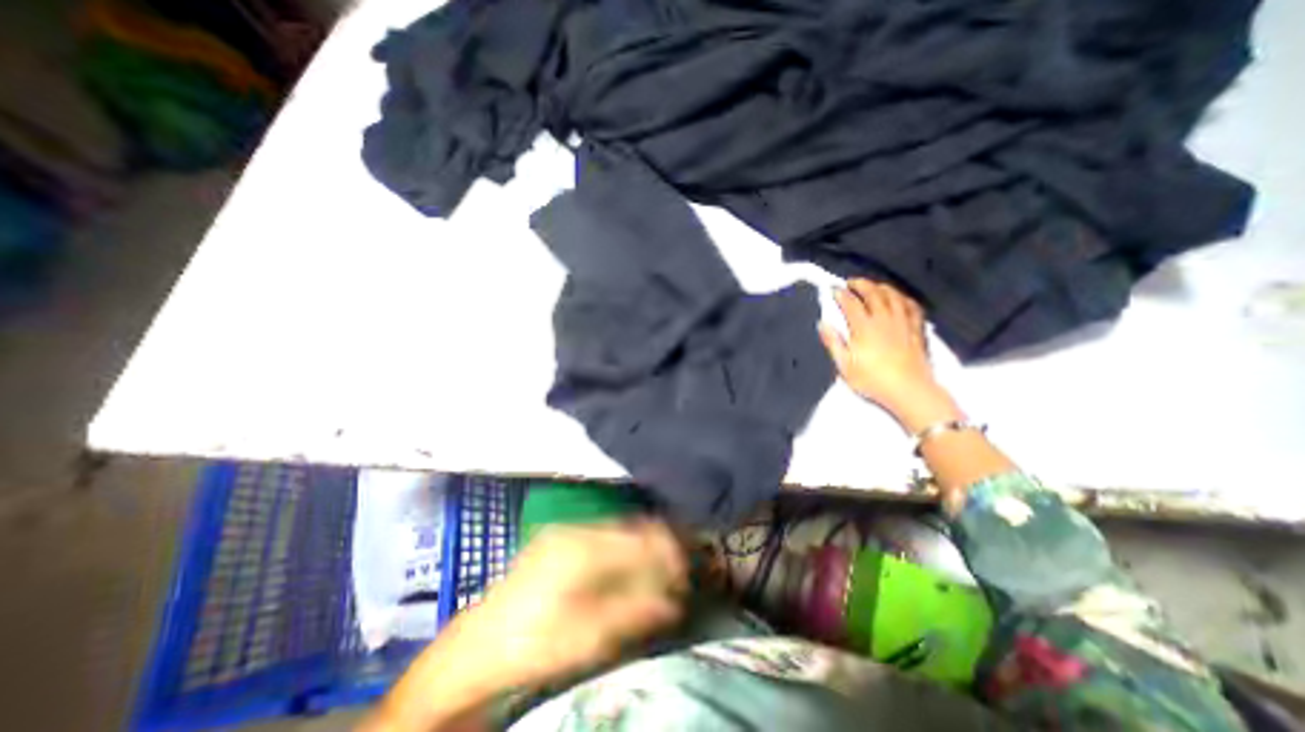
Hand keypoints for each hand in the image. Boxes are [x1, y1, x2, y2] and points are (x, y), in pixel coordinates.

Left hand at [363, 519, 691, 730]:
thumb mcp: (587, 638)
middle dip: (660, 545)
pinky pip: (604, 534)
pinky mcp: (560, 538)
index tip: (688, 570)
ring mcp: (566, 530)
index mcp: (583, 548)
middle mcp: (576, 529)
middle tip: (679, 568)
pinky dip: (623, 547)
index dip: (670, 551)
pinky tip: (630, 565)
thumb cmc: (531, 646)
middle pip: (632, 527)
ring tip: (660, 568)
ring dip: (642, 545)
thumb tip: (675, 600)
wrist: (474, 649)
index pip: (641, 538)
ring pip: (619, 528)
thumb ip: (634, 613)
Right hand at [820, 278, 961, 432]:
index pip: (851, 303)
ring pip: (893, 296)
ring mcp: (903, 322)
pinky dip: (903, 298)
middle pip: (873, 293)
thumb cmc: (872, 380)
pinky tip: (899, 298)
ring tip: (873, 286)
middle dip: (861, 284)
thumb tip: (823, 324)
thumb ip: (833, 343)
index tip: (834, 289)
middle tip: (851, 282)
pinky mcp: (916, 329)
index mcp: (864, 327)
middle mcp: (884, 319)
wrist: (909, 390)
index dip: (841, 294)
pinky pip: (911, 306)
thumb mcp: (844, 366)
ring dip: (881, 287)